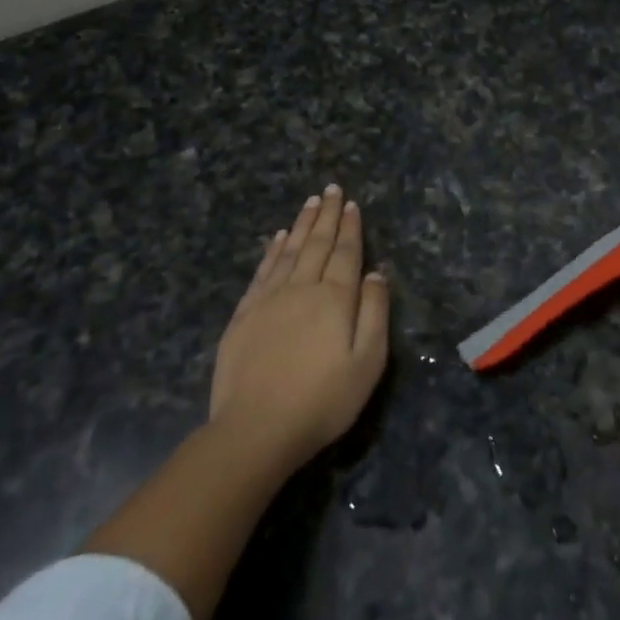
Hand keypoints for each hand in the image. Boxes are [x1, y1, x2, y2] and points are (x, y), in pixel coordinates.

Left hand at [208, 185, 389, 472]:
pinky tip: (277, 238)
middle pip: (317, 244)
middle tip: (330, 189)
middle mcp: (302, 289)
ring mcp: (268, 300)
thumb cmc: (322, 400)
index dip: (351, 227)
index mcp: (334, 299)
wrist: (256, 430)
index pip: (346, 253)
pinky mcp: (244, 316)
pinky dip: (272, 251)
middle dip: (326, 215)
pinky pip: (262, 272)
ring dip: (301, 225)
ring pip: (289, 251)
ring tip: (309, 203)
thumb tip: (376, 274)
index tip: (352, 204)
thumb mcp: (367, 363)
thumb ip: (374, 313)